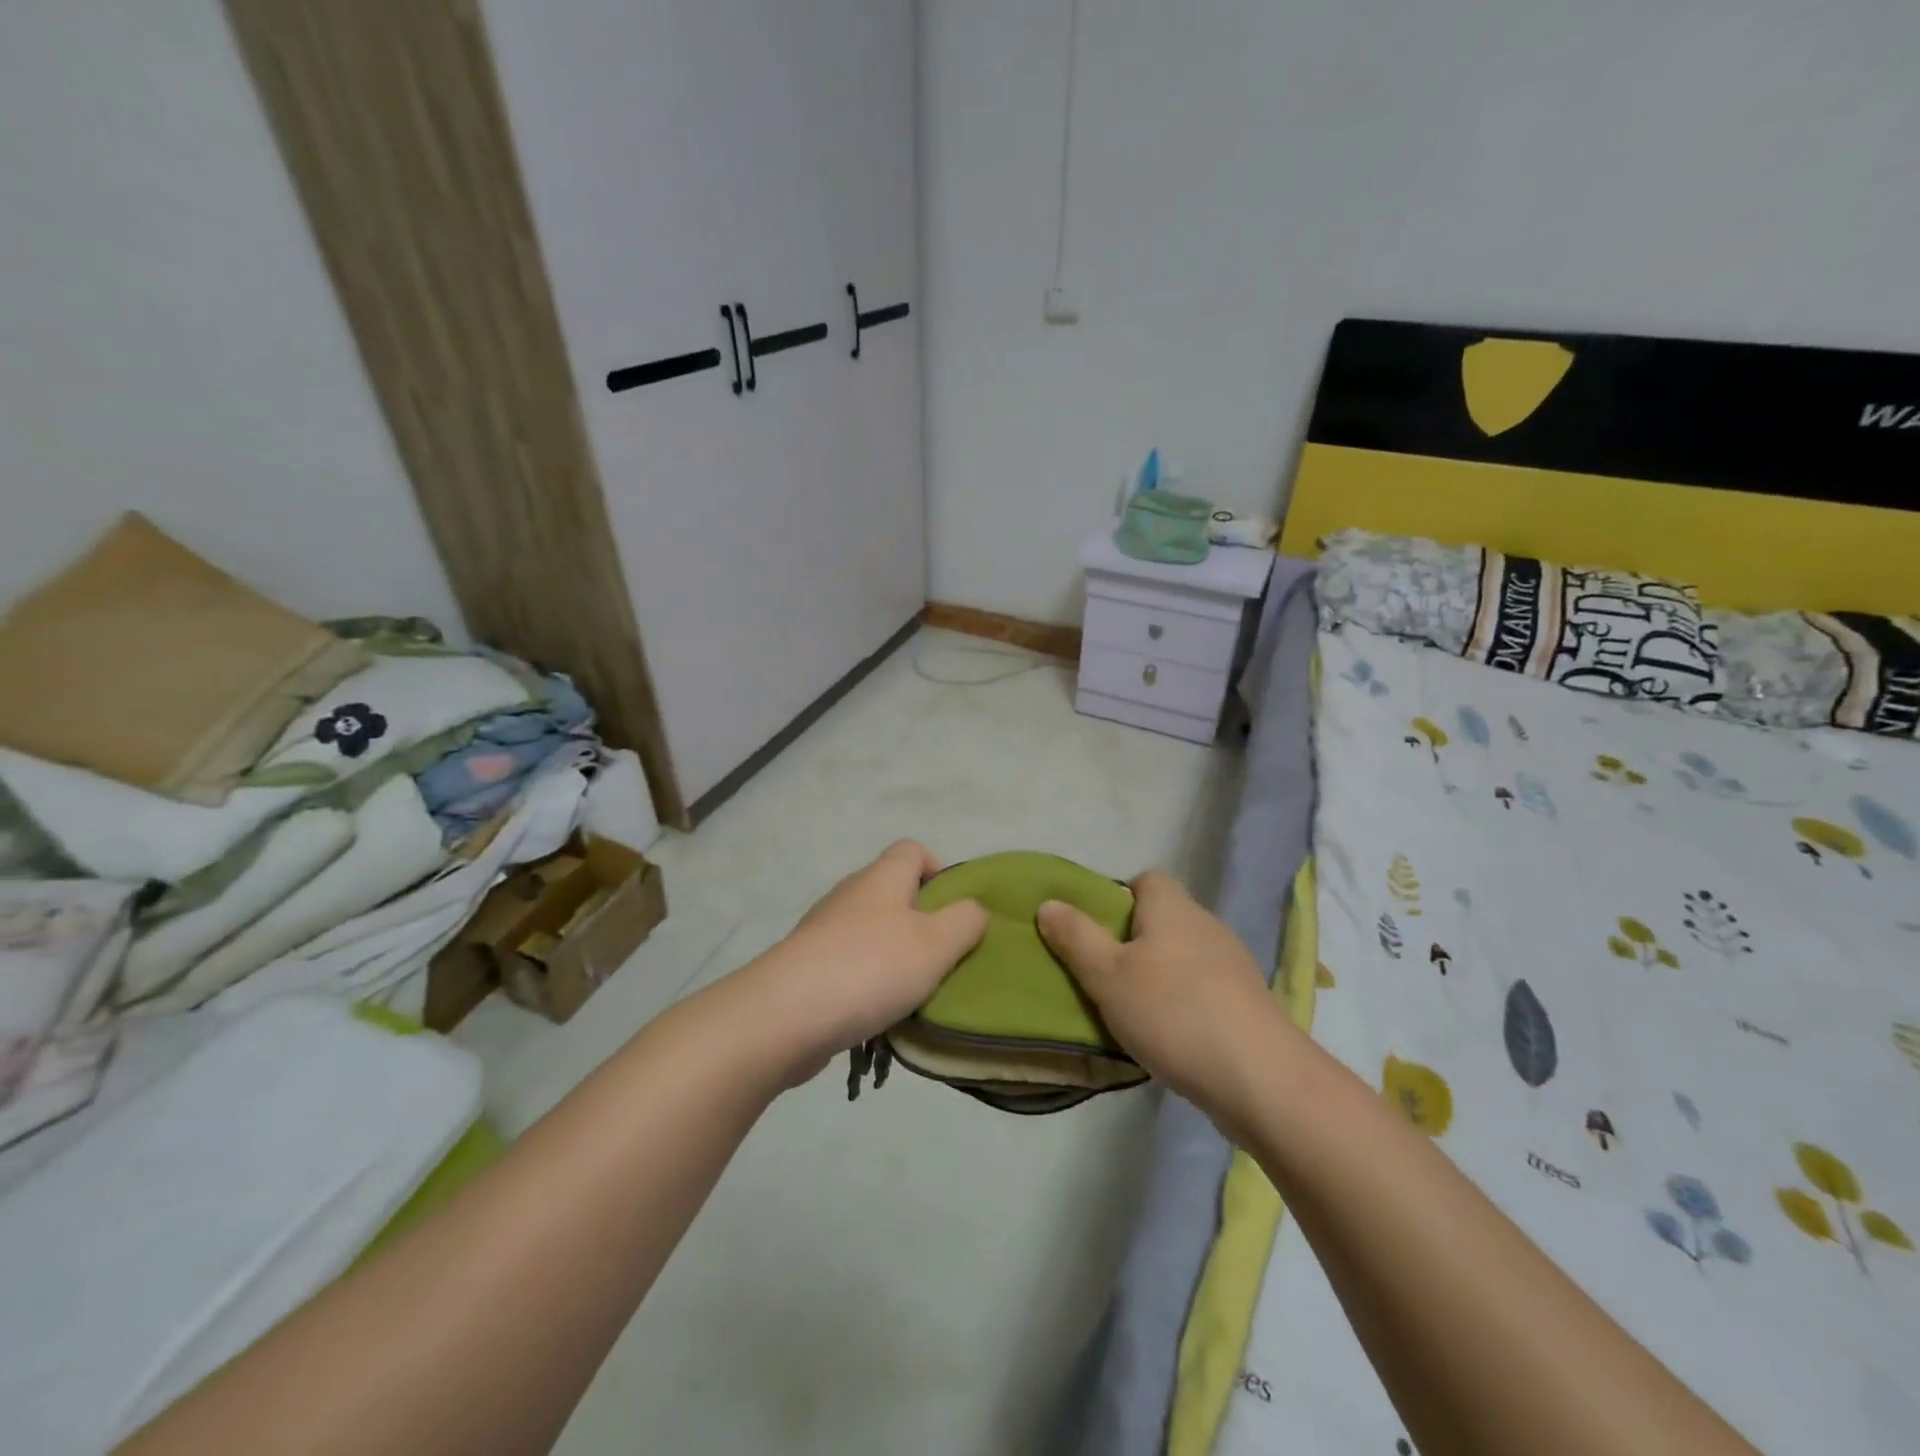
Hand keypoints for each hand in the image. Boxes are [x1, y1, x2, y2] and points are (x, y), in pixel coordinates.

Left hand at [733, 841, 987, 1087]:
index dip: (938, 871)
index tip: (953, 910)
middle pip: (892, 891)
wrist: (784, 1015)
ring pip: (870, 931)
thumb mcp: (936, 944)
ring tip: (912, 993)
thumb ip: (965, 921)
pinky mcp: (806, 966)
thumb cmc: (870, 968)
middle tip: (940, 958)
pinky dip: (866, 981)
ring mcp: (822, 930)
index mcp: (881, 878)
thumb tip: (973, 909)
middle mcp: (850, 894)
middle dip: (920, 921)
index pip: (912, 850)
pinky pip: (848, 963)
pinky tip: (876, 1013)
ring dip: (893, 956)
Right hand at [1037, 870, 1281, 1121]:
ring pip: (1183, 956)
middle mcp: (1206, 925)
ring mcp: (1233, 964)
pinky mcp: (1247, 1002)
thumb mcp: (1107, 974)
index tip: (1097, 932)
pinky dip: (1184, 1002)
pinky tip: (1170, 1036)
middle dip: (1133, 942)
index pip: (1146, 879)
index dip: (1119, 898)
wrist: (1259, 1077)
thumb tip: (1049, 903)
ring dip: (1159, 975)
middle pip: (1163, 918)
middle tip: (1104, 975)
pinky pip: (1204, 988)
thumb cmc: (1171, 1012)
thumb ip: (1075, 937)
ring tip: (1133, 1011)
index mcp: (1172, 907)